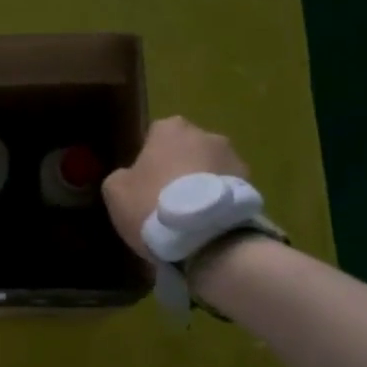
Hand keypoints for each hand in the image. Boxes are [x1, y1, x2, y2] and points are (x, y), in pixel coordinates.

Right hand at [102, 116, 249, 257]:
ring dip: (201, 185)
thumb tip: (131, 177)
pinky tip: (207, 225)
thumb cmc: (152, 204)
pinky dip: (218, 202)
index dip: (148, 161)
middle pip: (186, 151)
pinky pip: (226, 191)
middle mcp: (206, 134)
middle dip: (178, 170)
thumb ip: (121, 176)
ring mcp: (233, 158)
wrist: (206, 238)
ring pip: (209, 170)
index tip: (144, 185)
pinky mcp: (252, 185)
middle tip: (167, 202)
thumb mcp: (115, 191)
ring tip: (191, 218)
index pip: (154, 137)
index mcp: (170, 128)